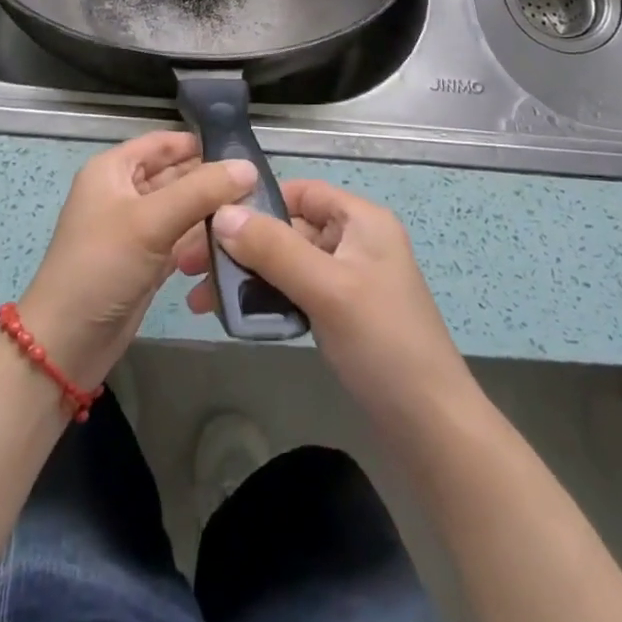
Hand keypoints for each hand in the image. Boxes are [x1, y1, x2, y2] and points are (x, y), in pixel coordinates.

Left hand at [19, 132, 257, 390]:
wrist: (67, 343)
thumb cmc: (102, 266)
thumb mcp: (151, 221)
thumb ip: (201, 191)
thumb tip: (249, 167)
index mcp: (113, 170)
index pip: (163, 143)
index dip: (200, 143)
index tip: (244, 152)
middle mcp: (124, 193)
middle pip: (176, 175)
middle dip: (212, 180)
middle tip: (259, 187)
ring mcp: (136, 229)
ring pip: (182, 209)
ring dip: (212, 213)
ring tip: (254, 215)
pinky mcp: (147, 261)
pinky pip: (182, 240)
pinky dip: (203, 241)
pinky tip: (234, 244)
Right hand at [178, 180, 476, 427]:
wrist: (431, 430)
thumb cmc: (383, 344)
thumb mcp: (327, 289)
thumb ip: (274, 248)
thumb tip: (220, 213)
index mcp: (362, 221)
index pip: (302, 191)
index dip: (258, 200)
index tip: (211, 219)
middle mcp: (354, 243)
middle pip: (288, 229)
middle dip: (241, 245)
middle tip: (191, 266)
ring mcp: (348, 281)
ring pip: (286, 264)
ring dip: (246, 276)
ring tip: (200, 299)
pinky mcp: (340, 316)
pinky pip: (294, 294)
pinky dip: (264, 301)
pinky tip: (232, 316)